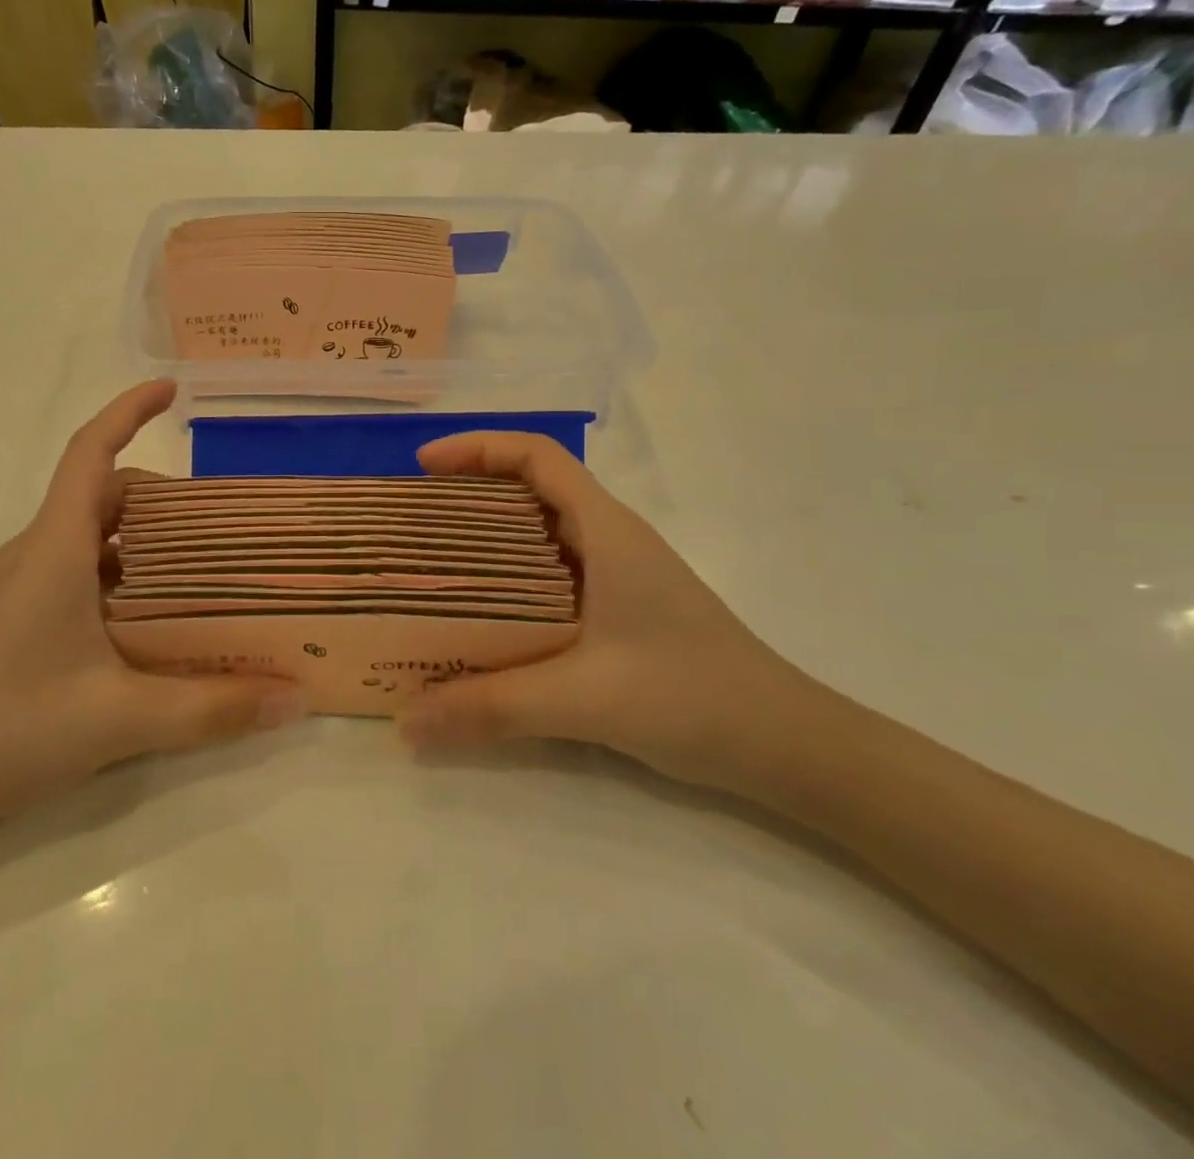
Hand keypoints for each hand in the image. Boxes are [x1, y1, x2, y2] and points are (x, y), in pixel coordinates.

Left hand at [0, 381, 302, 838]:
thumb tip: (297, 697)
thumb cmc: (7, 730)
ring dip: (148, 540)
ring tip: (206, 569)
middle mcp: (38, 553)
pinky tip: (159, 621)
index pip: (91, 453)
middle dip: (164, 495)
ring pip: (96, 537)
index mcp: (56, 548)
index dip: (128, 410)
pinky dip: (128, 576)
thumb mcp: (121, 719)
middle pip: (105, 495)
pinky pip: (85, 573)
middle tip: (225, 521)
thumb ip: (212, 708)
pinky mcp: (23, 618)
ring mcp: (26, 587)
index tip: (172, 390)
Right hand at [398, 432, 821, 793]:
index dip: (478, 448)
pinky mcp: (619, 609)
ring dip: (486, 536)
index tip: (422, 466)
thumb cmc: (694, 698)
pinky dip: (507, 578)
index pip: (538, 456)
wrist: (788, 746)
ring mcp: (617, 575)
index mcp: (607, 531)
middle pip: (531, 487)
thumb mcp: (585, 700)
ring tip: (432, 563)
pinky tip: (480, 616)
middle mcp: (610, 540)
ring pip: (540, 532)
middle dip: (469, 490)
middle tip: (413, 520)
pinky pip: (549, 574)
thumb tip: (405, 721)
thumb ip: (493, 707)